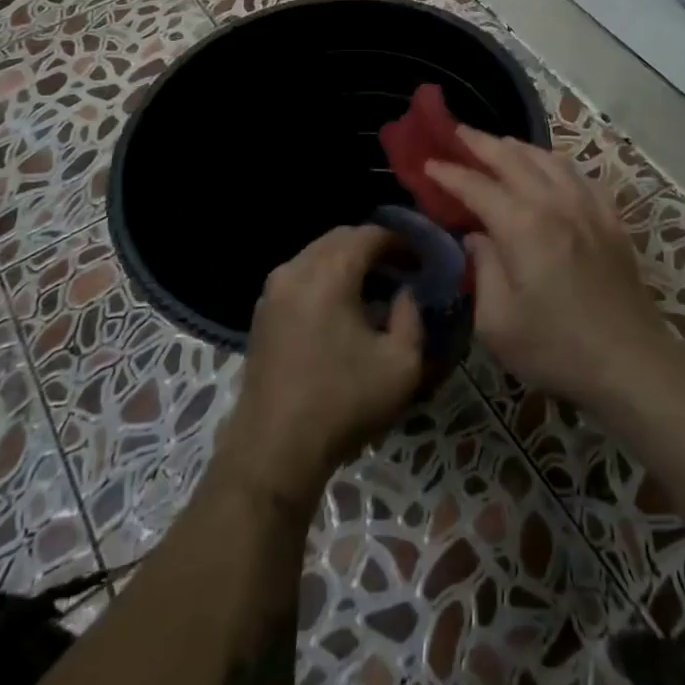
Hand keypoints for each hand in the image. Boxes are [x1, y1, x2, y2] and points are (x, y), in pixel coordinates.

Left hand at [222, 225, 424, 501]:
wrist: (274, 450)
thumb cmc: (343, 402)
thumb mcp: (401, 364)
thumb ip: (412, 317)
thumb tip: (405, 294)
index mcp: (330, 273)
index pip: (370, 234)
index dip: (401, 241)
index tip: (421, 260)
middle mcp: (296, 269)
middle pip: (340, 238)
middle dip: (373, 247)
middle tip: (401, 269)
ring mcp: (273, 291)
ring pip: (316, 255)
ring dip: (347, 262)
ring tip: (374, 287)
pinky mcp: (262, 314)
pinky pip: (300, 276)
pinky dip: (324, 278)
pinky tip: (342, 307)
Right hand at [427, 129, 668, 407]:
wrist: (629, 361)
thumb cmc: (555, 347)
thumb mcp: (497, 321)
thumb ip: (482, 269)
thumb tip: (477, 236)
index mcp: (523, 226)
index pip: (477, 186)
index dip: (449, 173)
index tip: (427, 163)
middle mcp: (555, 203)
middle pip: (513, 158)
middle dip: (480, 143)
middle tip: (455, 132)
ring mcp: (588, 207)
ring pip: (549, 159)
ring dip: (518, 147)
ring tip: (498, 145)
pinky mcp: (610, 219)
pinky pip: (580, 176)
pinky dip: (556, 164)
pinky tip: (551, 170)